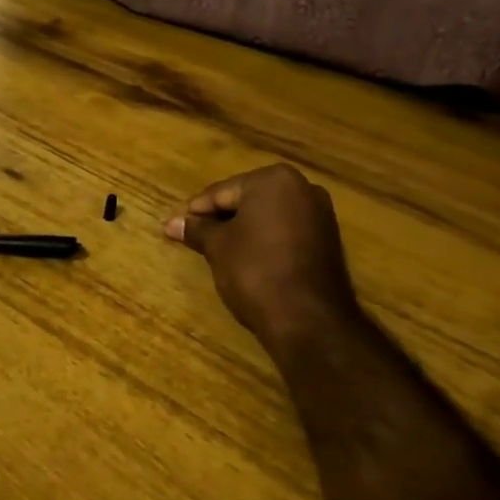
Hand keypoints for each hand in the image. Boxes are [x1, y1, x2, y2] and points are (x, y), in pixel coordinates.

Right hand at [164, 164, 363, 352]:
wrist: (308, 319)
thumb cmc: (255, 270)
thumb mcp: (218, 247)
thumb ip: (196, 229)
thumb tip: (171, 223)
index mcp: (274, 179)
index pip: (222, 192)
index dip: (197, 211)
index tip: (176, 226)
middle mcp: (303, 188)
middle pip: (247, 200)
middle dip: (221, 218)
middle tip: (194, 238)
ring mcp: (320, 215)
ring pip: (267, 217)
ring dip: (242, 230)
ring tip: (217, 251)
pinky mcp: (328, 241)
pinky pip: (285, 232)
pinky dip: (264, 241)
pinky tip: (247, 260)